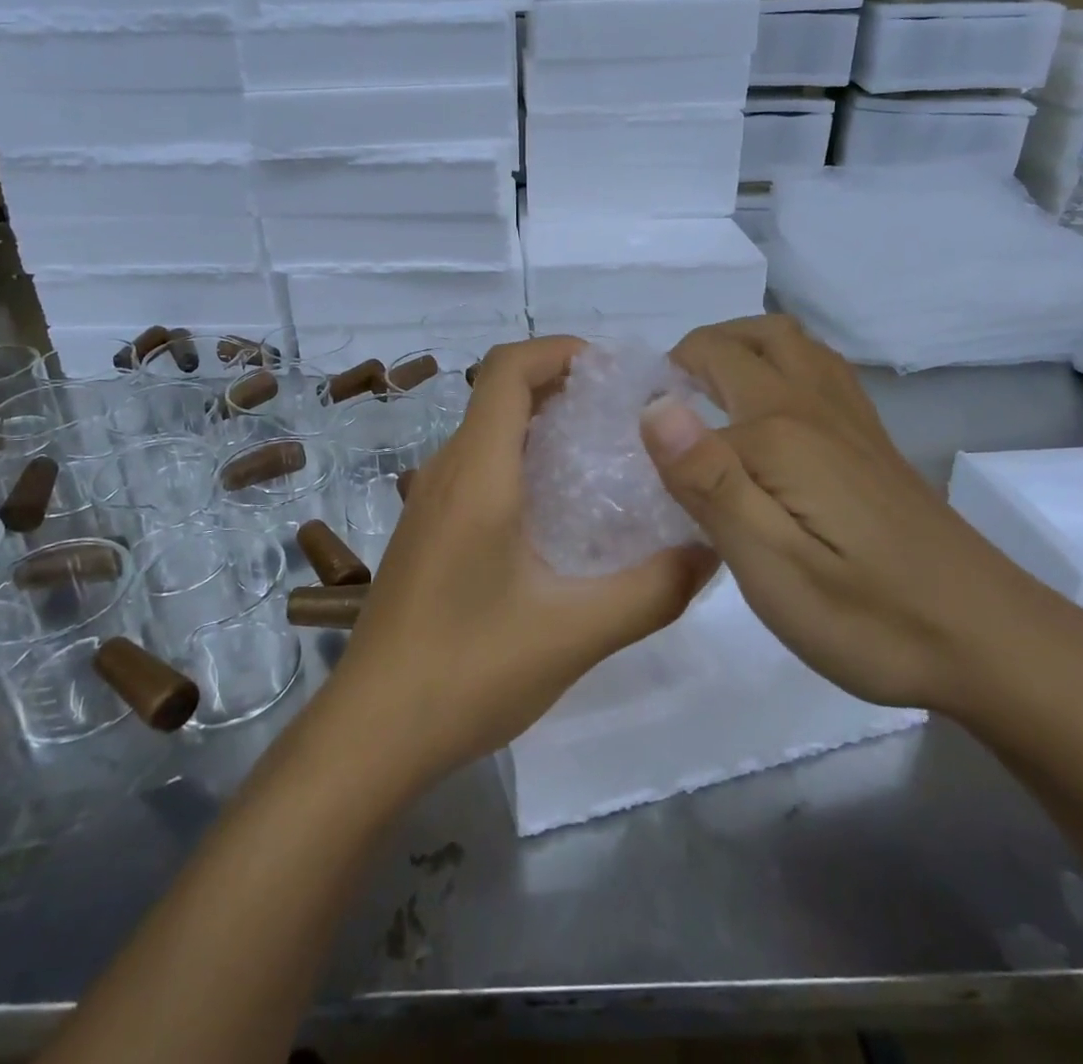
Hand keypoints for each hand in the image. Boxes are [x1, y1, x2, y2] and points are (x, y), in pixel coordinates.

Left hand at [323, 337, 716, 784]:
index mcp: (476, 474)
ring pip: (486, 434)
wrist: (371, 733)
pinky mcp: (425, 533)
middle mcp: (445, 473)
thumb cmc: (468, 671)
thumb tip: (711, 551)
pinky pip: (475, 470)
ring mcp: (427, 504)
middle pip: (498, 395)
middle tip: (625, 414)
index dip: (558, 350)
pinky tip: (557, 514)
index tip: (614, 370)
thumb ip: (652, 590)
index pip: (507, 370)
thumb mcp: (575, 633)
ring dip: (540, 426)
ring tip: (602, 457)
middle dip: (562, 387)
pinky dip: (519, 462)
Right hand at [639, 314, 1054, 713]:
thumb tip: (652, 405)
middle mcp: (813, 405)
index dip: (653, 406)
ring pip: (789, 342)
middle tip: (663, 408)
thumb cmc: (868, 615)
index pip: (694, 384)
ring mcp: (850, 419)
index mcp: (779, 431)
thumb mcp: (770, 564)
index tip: (631, 455)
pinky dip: (778, 365)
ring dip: (739, 347)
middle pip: (747, 337)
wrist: (991, 642)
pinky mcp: (871, 442)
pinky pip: (818, 369)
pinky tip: (767, 415)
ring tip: (705, 396)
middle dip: (693, 354)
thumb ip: (708, 480)